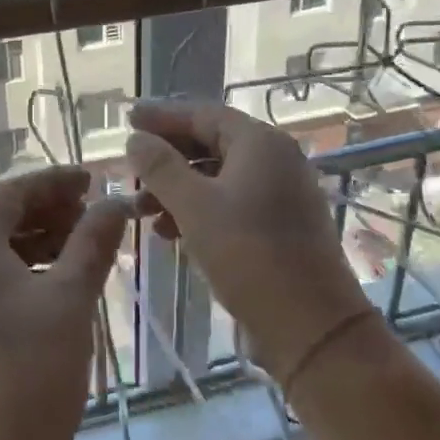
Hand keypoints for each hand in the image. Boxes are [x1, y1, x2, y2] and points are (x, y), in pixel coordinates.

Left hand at [0, 167, 129, 439]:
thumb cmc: (31, 373)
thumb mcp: (71, 299)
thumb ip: (93, 241)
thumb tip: (116, 201)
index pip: (11, 192)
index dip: (54, 182)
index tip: (93, 180)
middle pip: (0, 219)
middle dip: (49, 212)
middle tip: (94, 215)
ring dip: (40, 243)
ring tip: (85, 249)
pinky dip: (26, 275)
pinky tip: (60, 288)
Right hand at [126, 100, 381, 377]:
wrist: (311, 326)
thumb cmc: (248, 255)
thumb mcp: (194, 207)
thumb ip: (160, 167)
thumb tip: (136, 139)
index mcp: (260, 143)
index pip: (202, 114)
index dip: (162, 116)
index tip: (128, 119)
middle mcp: (276, 158)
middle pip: (211, 142)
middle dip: (167, 157)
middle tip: (131, 166)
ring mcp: (282, 191)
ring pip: (218, 175)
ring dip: (178, 187)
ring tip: (141, 210)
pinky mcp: (281, 223)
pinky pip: (231, 200)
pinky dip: (198, 209)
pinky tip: (169, 232)